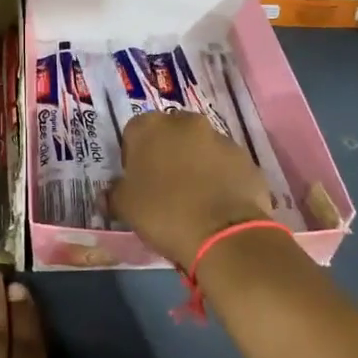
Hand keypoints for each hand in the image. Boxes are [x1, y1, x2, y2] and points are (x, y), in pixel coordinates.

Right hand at [109, 111, 274, 267]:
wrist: (224, 235)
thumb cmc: (164, 214)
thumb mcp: (125, 207)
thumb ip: (115, 193)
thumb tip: (111, 193)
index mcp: (150, 126)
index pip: (134, 133)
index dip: (133, 157)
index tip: (137, 181)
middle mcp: (185, 122)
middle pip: (170, 134)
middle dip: (167, 154)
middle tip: (165, 187)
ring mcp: (220, 138)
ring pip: (200, 147)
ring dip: (195, 164)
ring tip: (195, 199)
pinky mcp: (245, 158)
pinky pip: (225, 165)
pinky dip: (220, 178)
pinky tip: (217, 205)